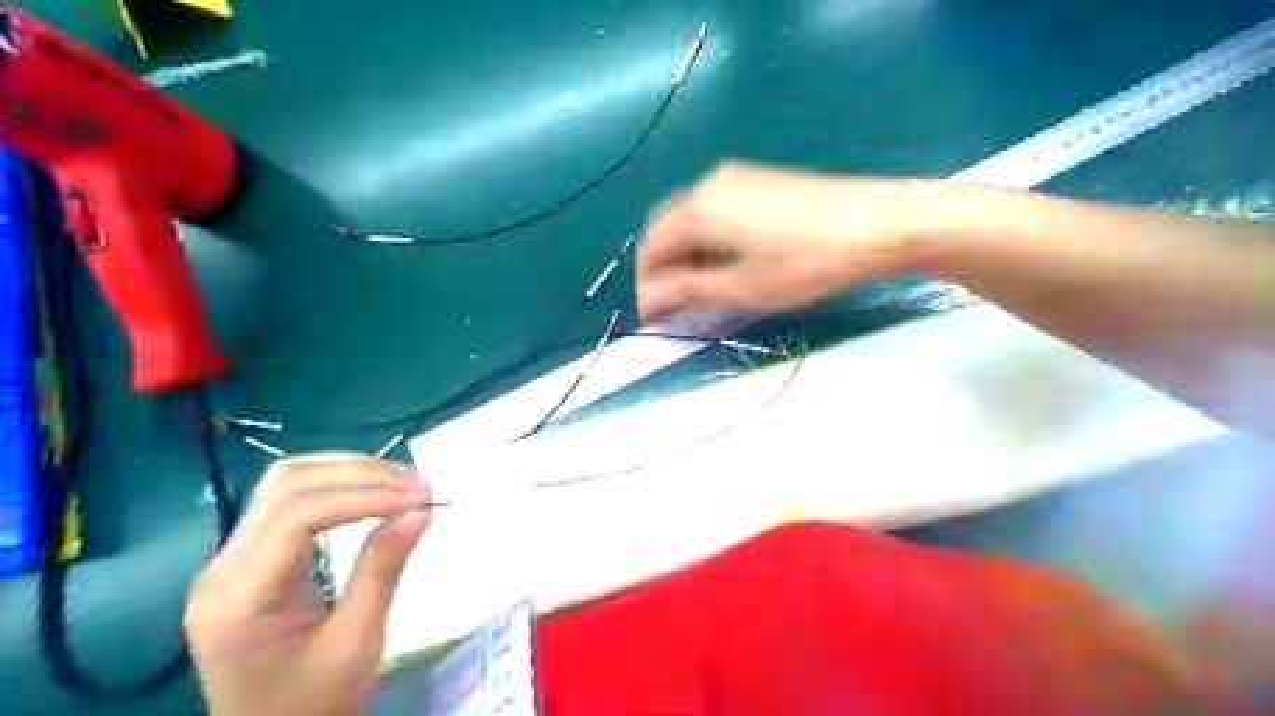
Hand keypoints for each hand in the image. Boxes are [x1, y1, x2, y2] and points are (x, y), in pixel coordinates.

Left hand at [181, 453, 434, 715]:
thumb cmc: (314, 706)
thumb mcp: (356, 644)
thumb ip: (382, 570)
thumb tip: (421, 510)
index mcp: (238, 598)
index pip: (298, 514)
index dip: (366, 496)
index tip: (421, 499)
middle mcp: (222, 568)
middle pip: (288, 486)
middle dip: (361, 475)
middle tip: (419, 486)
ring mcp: (231, 561)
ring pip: (287, 483)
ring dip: (350, 472)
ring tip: (403, 483)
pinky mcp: (251, 559)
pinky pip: (291, 502)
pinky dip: (339, 486)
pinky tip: (374, 493)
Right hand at [634, 162, 916, 317]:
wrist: (876, 222)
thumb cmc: (805, 262)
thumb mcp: (742, 287)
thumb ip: (688, 292)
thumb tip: (648, 301)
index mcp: (699, 209)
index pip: (651, 247)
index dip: (648, 285)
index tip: (655, 315)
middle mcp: (710, 185)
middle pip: (668, 230)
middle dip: (665, 269)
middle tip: (678, 305)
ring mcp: (736, 178)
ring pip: (692, 220)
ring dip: (687, 255)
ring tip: (704, 289)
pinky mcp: (759, 181)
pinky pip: (716, 211)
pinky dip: (709, 240)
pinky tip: (729, 261)